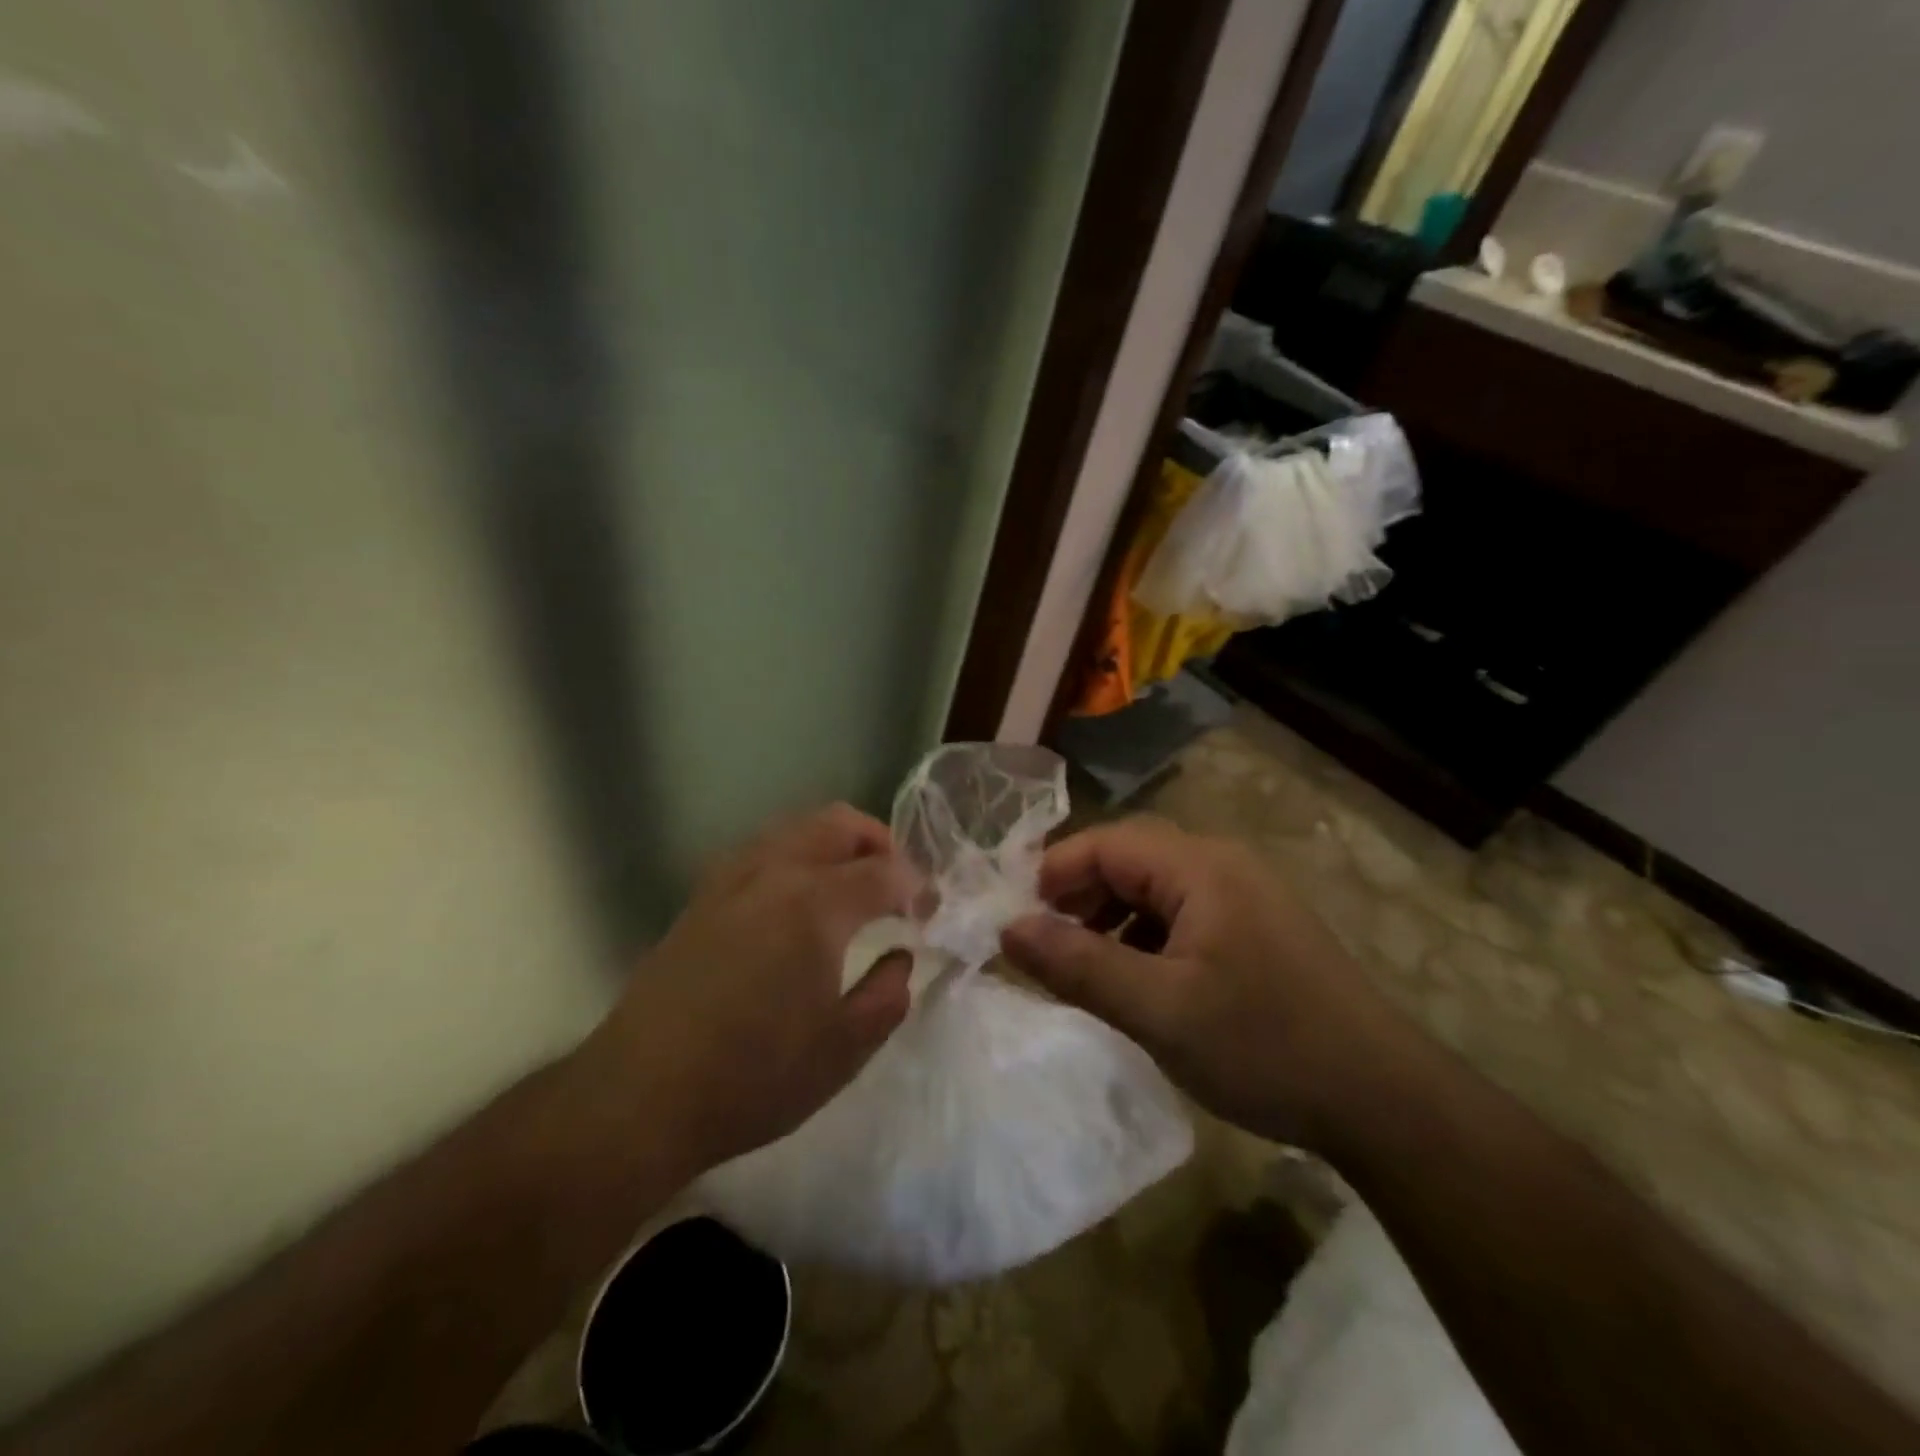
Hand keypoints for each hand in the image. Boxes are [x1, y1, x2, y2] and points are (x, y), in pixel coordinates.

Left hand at [571, 804, 915, 1176]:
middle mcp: (773, 873)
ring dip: (835, 844)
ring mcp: (730, 879)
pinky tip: (797, 901)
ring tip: (851, 886)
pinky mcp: (701, 896)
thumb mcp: (842, 1051)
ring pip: (796, 827)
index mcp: (815, 905)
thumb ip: (887, 995)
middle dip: (879, 843)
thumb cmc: (751, 1078)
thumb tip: (901, 958)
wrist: (639, 1095)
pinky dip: (796, 855)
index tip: (930, 913)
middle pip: (839, 823)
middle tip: (897, 883)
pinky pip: (762, 850)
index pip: (885, 871)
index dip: (917, 887)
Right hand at [1001, 817, 1401, 1148]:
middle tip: (1045, 943)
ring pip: (1156, 887)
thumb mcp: (1158, 1010)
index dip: (1054, 873)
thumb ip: (1077, 965)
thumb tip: (1009, 929)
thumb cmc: (1264, 1046)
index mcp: (1199, 867)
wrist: (1384, 1100)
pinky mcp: (1258, 928)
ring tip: (1084, 965)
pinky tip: (1140, 980)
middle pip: (1131, 858)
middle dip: (1080, 895)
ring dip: (1112, 917)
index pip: (1106, 843)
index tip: (1017, 920)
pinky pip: (1184, 913)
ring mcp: (1246, 895)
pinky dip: (1147, 936)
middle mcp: (1223, 865)